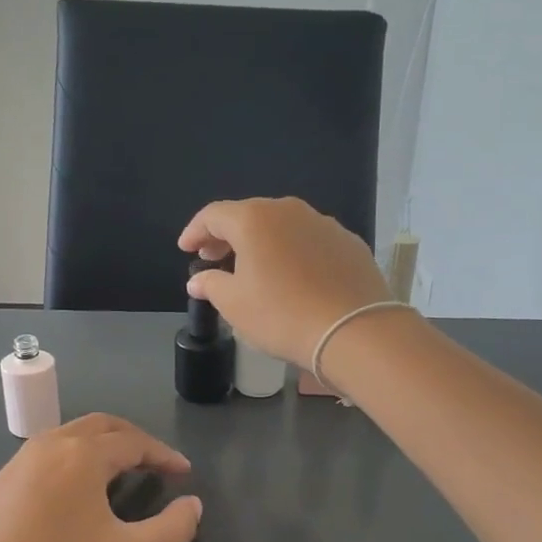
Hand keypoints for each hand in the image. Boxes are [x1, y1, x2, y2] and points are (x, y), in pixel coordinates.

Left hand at [0, 415, 201, 541]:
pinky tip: (72, 497)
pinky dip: (71, 462)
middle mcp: (46, 448)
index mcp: (81, 456)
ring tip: (118, 475)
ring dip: (99, 447)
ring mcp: (14, 466)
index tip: (184, 474)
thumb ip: (173, 530)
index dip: (164, 455)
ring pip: (67, 438)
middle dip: (132, 439)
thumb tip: (193, 505)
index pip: (133, 442)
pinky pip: (43, 458)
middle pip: (99, 426)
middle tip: (155, 463)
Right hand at [177, 197, 393, 367]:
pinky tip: (292, 276)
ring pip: (282, 226)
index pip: (214, 214)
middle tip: (213, 257)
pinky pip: (310, 241)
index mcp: (254, 219)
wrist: (355, 331)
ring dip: (262, 242)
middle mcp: (289, 210)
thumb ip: (211, 285)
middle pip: (249, 215)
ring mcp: (324, 224)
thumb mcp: (235, 305)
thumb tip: (198, 279)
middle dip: (227, 235)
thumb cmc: (282, 315)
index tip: (185, 249)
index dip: (195, 231)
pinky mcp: (349, 243)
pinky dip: (293, 252)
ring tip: (252, 268)